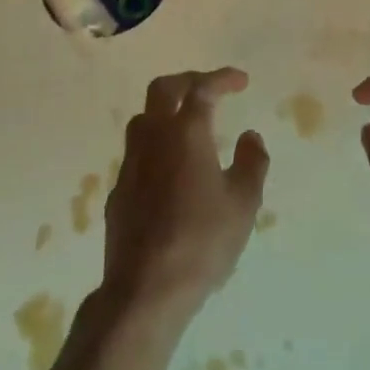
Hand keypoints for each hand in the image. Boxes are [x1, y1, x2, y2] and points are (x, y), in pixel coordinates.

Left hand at [104, 68, 268, 322]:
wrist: (145, 290)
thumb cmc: (201, 242)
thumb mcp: (243, 204)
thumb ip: (252, 163)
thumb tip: (251, 136)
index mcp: (186, 132)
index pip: (202, 88)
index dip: (222, 79)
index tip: (241, 81)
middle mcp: (153, 137)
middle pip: (163, 89)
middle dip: (188, 81)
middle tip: (209, 89)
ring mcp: (130, 163)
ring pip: (143, 117)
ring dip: (166, 111)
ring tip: (187, 125)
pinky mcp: (118, 190)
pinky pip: (136, 152)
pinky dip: (155, 146)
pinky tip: (169, 169)